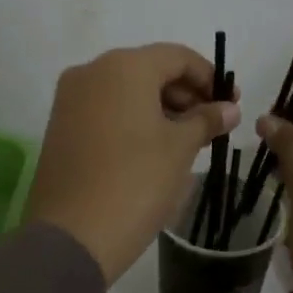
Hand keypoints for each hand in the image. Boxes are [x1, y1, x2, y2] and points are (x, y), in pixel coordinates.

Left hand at [23, 44, 240, 283]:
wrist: (72, 235)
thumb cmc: (136, 181)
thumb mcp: (180, 148)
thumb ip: (206, 120)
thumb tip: (229, 108)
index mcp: (124, 66)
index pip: (177, 57)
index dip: (209, 77)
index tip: (231, 104)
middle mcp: (92, 71)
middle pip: (149, 70)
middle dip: (185, 93)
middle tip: (212, 124)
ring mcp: (70, 98)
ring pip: (126, 90)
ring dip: (160, 107)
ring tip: (187, 140)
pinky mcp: (60, 125)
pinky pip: (105, 109)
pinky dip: (133, 119)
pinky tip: (153, 147)